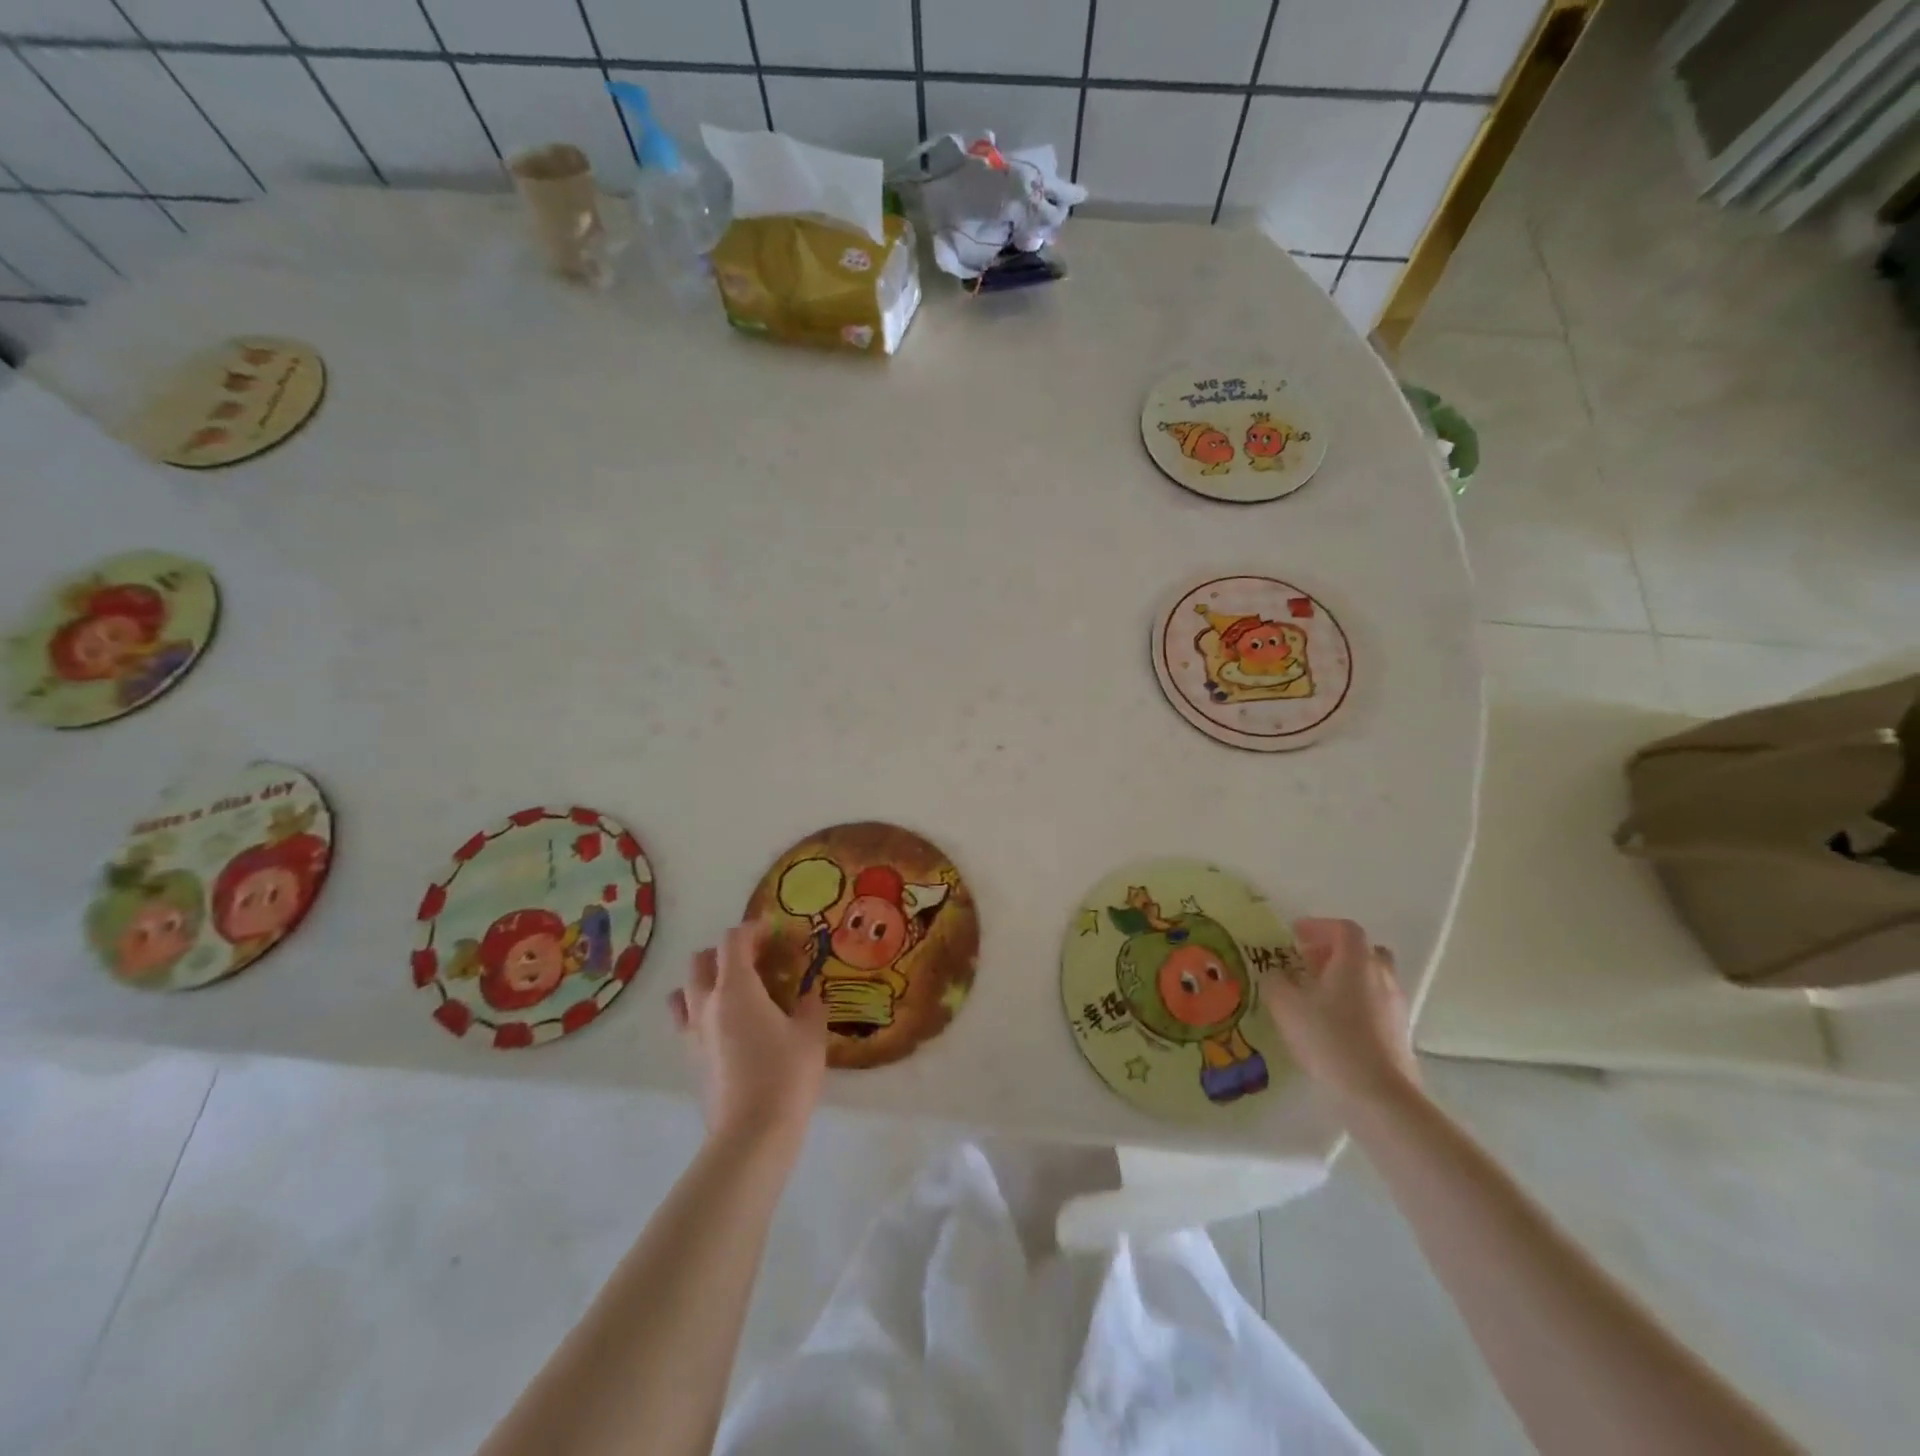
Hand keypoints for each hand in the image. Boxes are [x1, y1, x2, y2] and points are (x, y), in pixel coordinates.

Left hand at [670, 921, 827, 1151]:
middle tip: (755, 961)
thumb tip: (807, 995)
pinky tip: (728, 1027)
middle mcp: (706, 1004)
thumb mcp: (811, 1034)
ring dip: (705, 981)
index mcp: (736, 988)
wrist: (752, 1135)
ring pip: (685, 991)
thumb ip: (809, 1005)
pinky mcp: (690, 1060)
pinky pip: (686, 1021)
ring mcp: (692, 1034)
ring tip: (734, 992)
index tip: (774, 933)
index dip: (752, 930)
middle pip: (701, 961)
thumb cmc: (786, 1074)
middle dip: (726, 953)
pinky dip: (701, 1012)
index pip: (733, 941)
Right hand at [1263, 917, 1420, 1114]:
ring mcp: (1395, 1006)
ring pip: (1372, 979)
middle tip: (1309, 963)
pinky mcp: (1400, 1034)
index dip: (1319, 926)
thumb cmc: (1329, 1039)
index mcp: (1355, 961)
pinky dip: (1356, 1003)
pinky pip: (1376, 1005)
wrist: (1378, 1095)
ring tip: (1319, 996)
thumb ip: (1275, 982)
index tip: (1296, 935)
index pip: (1344, 928)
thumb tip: (1275, 974)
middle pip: (1364, 951)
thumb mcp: (1286, 1006)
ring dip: (1347, 979)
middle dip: (1336, 952)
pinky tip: (1335, 1025)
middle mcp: (1381, 976)